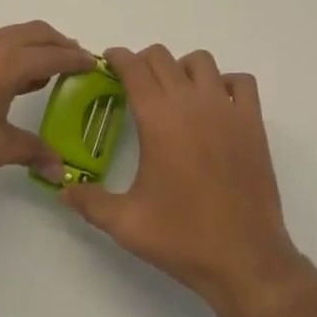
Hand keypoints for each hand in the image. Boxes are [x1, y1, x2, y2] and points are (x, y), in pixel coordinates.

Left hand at [0, 21, 93, 215]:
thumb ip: (32, 151)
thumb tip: (61, 169)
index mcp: (4, 64)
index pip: (53, 56)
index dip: (77, 60)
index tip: (98, 65)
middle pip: (36, 33)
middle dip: (60, 45)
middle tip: (79, 65)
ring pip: (14, 35)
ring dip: (36, 46)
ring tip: (51, 72)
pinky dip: (14, 50)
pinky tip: (16, 79)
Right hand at [63, 45, 305, 316]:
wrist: (244, 258)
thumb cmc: (182, 238)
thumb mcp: (126, 224)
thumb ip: (90, 202)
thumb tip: (63, 190)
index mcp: (158, 118)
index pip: (134, 67)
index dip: (118, 58)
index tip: (109, 62)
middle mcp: (191, 101)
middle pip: (163, 57)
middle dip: (144, 62)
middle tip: (135, 84)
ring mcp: (226, 108)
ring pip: (201, 61)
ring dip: (183, 68)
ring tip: (175, 93)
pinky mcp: (252, 121)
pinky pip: (241, 81)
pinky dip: (227, 83)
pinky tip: (216, 105)